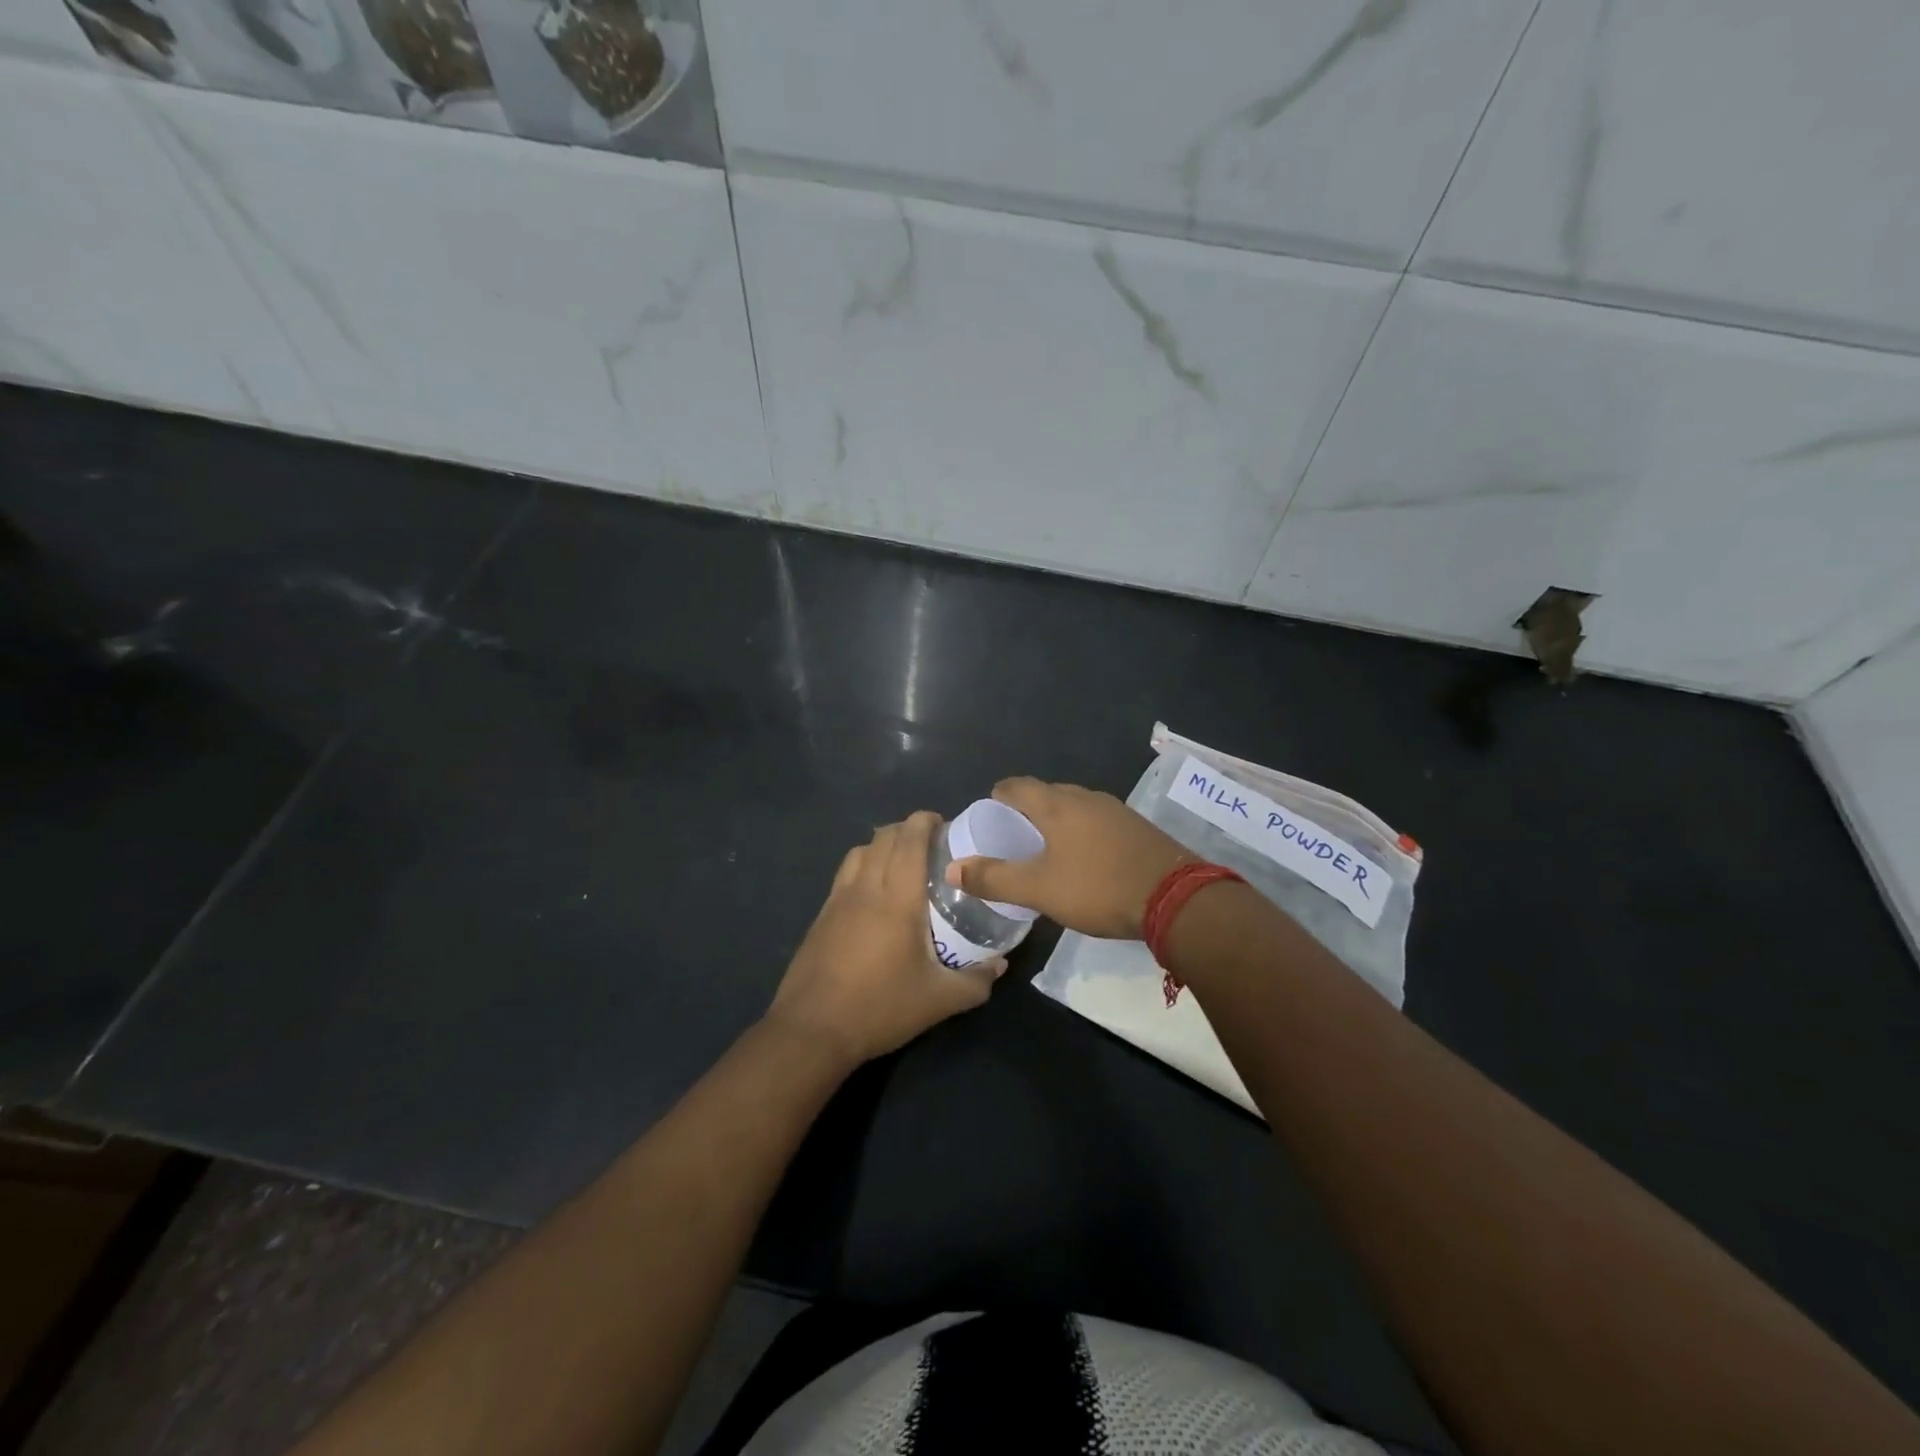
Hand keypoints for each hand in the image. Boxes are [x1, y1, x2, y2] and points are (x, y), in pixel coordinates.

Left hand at [767, 812, 1002, 1065]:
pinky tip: (873, 894)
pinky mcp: (821, 915)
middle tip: (931, 844)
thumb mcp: (939, 1001)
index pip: (910, 840)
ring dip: (882, 844)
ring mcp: (838, 899)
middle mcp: (866, 887)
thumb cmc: (880, 1007)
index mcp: (897, 898)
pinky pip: (844, 873)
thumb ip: (976, 981)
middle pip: (884, 837)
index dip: (925, 821)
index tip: (944, 824)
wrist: (812, 1030)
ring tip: (902, 862)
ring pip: (860, 851)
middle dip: (907, 829)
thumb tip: (1000, 965)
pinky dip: (863, 866)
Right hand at [945, 778, 1191, 939]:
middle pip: (1044, 794)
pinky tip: (1084, 861)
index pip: (1015, 786)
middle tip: (1012, 843)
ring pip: (1072, 808)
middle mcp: (1085, 797)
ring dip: (1054, 824)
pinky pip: (1096, 821)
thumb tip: (952, 868)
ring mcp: (1114, 810)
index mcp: (1056, 804)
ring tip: (1045, 853)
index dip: (996, 799)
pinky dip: (1080, 833)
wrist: (1175, 899)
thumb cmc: (1098, 888)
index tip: (988, 822)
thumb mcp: (1039, 889)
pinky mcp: (1135, 827)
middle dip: (1025, 813)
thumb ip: (994, 878)